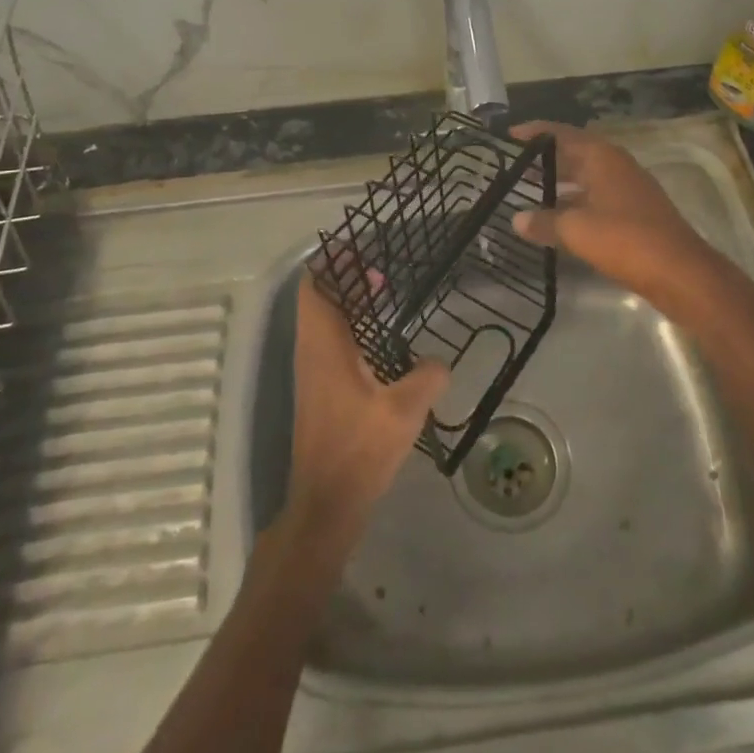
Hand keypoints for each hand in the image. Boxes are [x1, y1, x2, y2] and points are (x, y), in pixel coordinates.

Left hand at [283, 270, 448, 542]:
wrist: (325, 504)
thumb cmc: (359, 450)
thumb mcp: (404, 411)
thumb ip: (427, 377)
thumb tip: (441, 362)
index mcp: (324, 346)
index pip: (314, 287)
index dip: (331, 263)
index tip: (359, 248)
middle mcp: (312, 352)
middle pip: (318, 298)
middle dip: (343, 278)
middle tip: (380, 270)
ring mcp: (312, 372)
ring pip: (322, 320)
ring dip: (347, 302)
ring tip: (382, 293)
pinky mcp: (319, 390)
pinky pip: (329, 341)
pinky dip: (349, 326)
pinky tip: (379, 340)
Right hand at [509, 121, 727, 308]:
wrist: (681, 274)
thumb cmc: (626, 240)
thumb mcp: (577, 230)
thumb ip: (544, 222)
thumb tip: (516, 219)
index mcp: (602, 157)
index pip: (561, 134)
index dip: (534, 133)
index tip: (507, 137)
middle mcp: (615, 166)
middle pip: (573, 154)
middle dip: (543, 160)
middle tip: (510, 167)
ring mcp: (627, 190)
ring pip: (584, 179)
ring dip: (558, 185)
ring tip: (525, 194)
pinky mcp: (633, 215)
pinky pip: (594, 200)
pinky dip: (573, 205)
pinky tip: (555, 222)